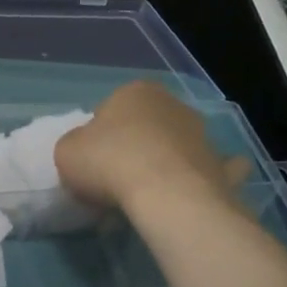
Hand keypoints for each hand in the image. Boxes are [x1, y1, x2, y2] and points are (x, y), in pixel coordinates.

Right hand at [55, 82, 250, 216]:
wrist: (164, 193)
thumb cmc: (108, 161)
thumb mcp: (67, 151)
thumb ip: (76, 146)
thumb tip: (88, 154)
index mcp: (134, 92)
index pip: (110, 109)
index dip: (98, 136)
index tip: (92, 161)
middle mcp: (172, 105)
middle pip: (147, 125)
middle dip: (135, 145)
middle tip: (116, 178)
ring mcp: (201, 134)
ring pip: (179, 145)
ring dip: (168, 161)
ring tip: (149, 194)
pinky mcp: (220, 166)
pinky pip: (214, 170)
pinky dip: (208, 177)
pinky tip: (197, 191)